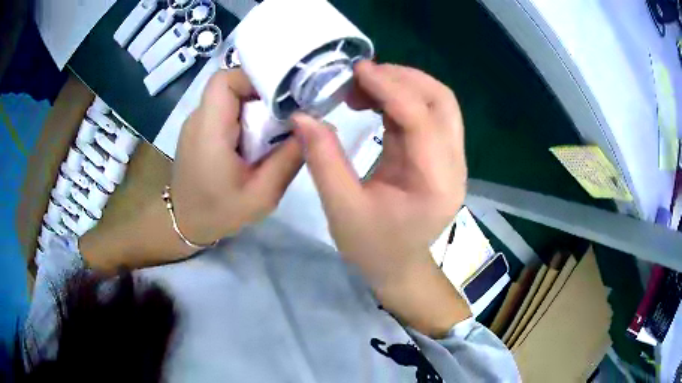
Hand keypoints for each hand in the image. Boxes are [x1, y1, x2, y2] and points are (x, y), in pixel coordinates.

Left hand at [80, 70, 302, 269]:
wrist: (184, 225)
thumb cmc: (219, 213)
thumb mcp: (262, 194)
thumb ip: (290, 158)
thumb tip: (321, 126)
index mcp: (209, 130)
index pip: (225, 80)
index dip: (254, 78)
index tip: (281, 96)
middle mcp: (198, 119)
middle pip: (230, 85)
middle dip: (261, 93)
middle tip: (285, 117)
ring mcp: (196, 124)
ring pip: (228, 96)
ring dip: (253, 106)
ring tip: (272, 131)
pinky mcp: (198, 131)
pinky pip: (223, 110)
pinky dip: (243, 116)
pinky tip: (254, 140)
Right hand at [291, 61, 468, 336]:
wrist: (398, 266)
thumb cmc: (372, 247)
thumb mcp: (341, 208)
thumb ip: (323, 159)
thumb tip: (301, 116)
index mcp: (436, 183)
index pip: (421, 120)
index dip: (390, 88)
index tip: (357, 70)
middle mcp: (454, 165)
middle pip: (442, 102)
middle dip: (403, 78)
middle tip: (361, 75)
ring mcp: (451, 158)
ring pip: (438, 103)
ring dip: (403, 84)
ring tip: (364, 85)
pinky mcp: (440, 154)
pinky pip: (427, 114)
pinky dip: (402, 98)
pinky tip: (374, 99)